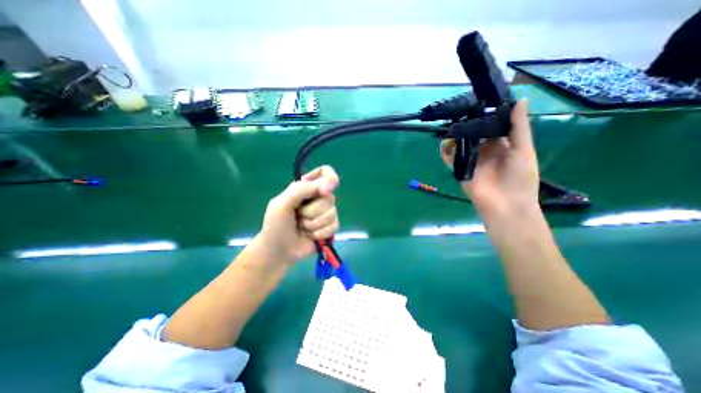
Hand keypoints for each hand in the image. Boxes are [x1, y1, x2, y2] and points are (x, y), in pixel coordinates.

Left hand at [257, 166, 341, 266]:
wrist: (278, 251)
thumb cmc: (276, 225)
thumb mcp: (281, 204)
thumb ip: (301, 190)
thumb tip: (327, 187)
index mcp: (306, 187)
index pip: (325, 172)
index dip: (329, 179)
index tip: (323, 191)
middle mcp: (318, 198)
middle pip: (330, 197)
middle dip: (312, 211)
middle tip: (298, 216)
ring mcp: (325, 213)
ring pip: (333, 213)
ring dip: (314, 224)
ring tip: (302, 228)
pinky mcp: (329, 227)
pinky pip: (335, 226)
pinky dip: (320, 233)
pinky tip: (310, 236)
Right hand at [439, 101, 537, 215]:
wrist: (505, 205)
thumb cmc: (520, 177)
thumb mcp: (523, 149)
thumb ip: (518, 127)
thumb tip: (519, 99)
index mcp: (501, 144)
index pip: (491, 126)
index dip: (485, 115)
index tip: (477, 103)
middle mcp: (484, 150)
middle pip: (473, 134)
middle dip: (466, 125)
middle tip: (459, 112)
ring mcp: (471, 160)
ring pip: (460, 145)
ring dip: (455, 137)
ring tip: (451, 127)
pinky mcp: (460, 170)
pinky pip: (450, 159)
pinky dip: (445, 152)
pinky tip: (443, 145)